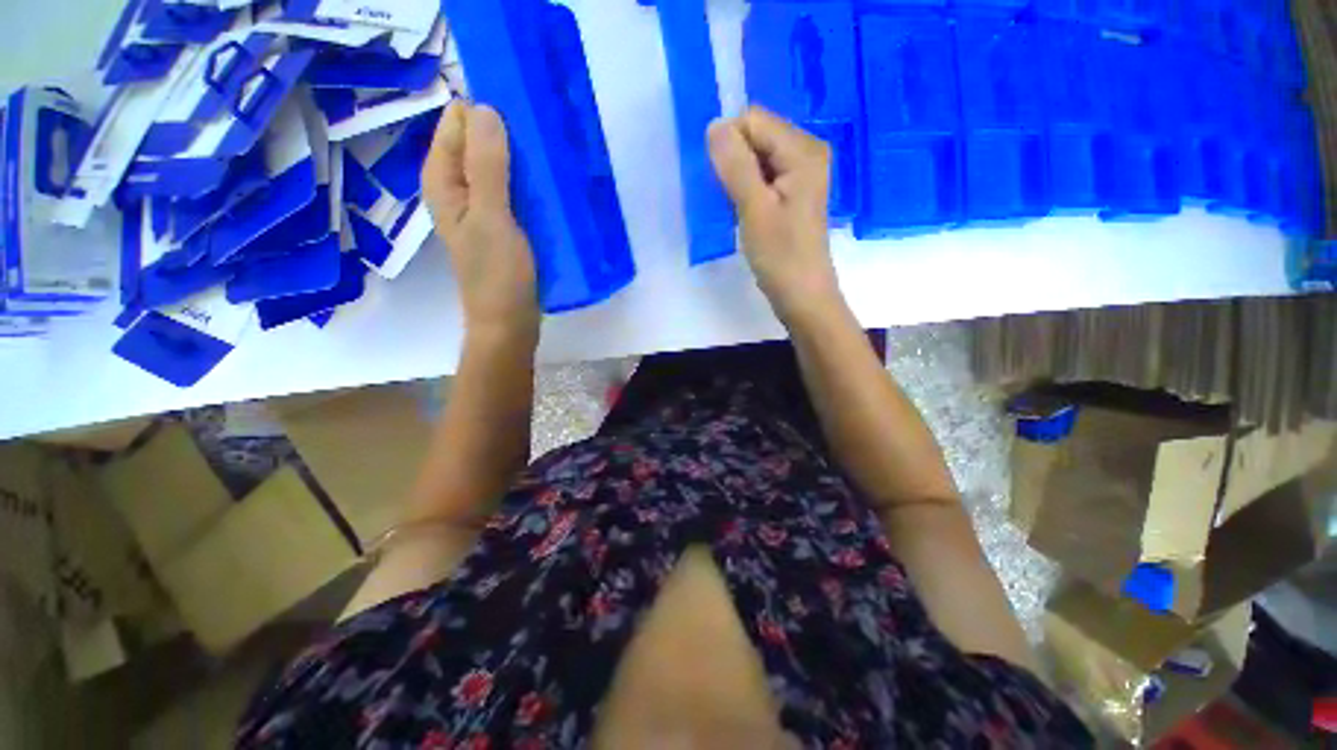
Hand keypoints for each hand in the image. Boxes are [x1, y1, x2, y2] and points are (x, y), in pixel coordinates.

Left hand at [422, 101, 539, 341]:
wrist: (510, 322)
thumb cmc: (497, 275)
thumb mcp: (491, 218)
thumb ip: (487, 166)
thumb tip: (487, 109)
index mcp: (443, 179)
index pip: (459, 122)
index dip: (489, 113)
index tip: (525, 114)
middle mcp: (459, 187)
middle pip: (481, 143)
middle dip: (510, 136)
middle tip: (546, 139)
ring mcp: (483, 206)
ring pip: (502, 167)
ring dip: (524, 161)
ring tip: (554, 158)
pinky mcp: (505, 223)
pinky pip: (515, 190)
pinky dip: (531, 184)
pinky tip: (552, 186)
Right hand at [707, 107, 842, 326]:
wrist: (801, 295)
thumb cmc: (780, 255)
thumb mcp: (754, 209)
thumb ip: (736, 164)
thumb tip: (714, 124)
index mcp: (803, 149)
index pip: (752, 121)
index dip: (731, 148)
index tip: (727, 187)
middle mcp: (806, 152)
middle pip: (756, 136)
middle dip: (735, 163)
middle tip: (734, 202)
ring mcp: (801, 173)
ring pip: (756, 158)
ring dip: (739, 179)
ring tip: (741, 211)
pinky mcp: (793, 193)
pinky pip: (762, 176)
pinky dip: (748, 190)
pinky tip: (747, 214)